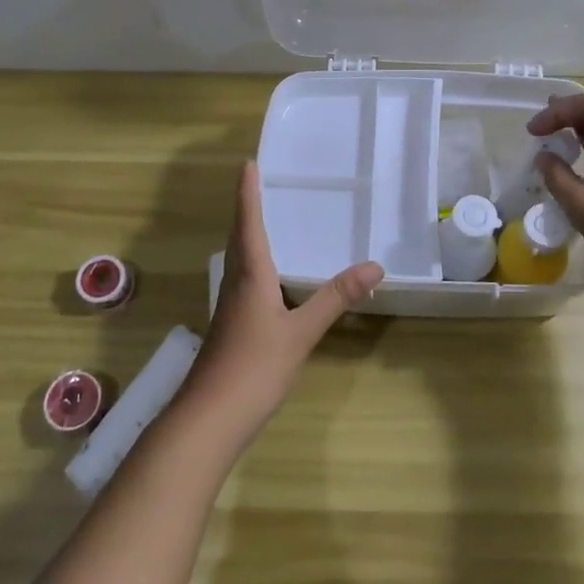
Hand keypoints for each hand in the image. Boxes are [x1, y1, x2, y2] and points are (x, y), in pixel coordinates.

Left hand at [179, 162, 383, 442]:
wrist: (209, 419)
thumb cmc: (254, 368)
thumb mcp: (301, 332)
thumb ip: (335, 299)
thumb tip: (374, 266)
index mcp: (250, 276)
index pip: (248, 224)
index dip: (248, 193)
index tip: (247, 163)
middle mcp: (235, 284)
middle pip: (239, 238)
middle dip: (246, 209)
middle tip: (258, 183)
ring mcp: (230, 308)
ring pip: (239, 260)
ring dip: (248, 235)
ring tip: (266, 220)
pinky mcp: (231, 327)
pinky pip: (244, 281)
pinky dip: (255, 264)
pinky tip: (270, 278)